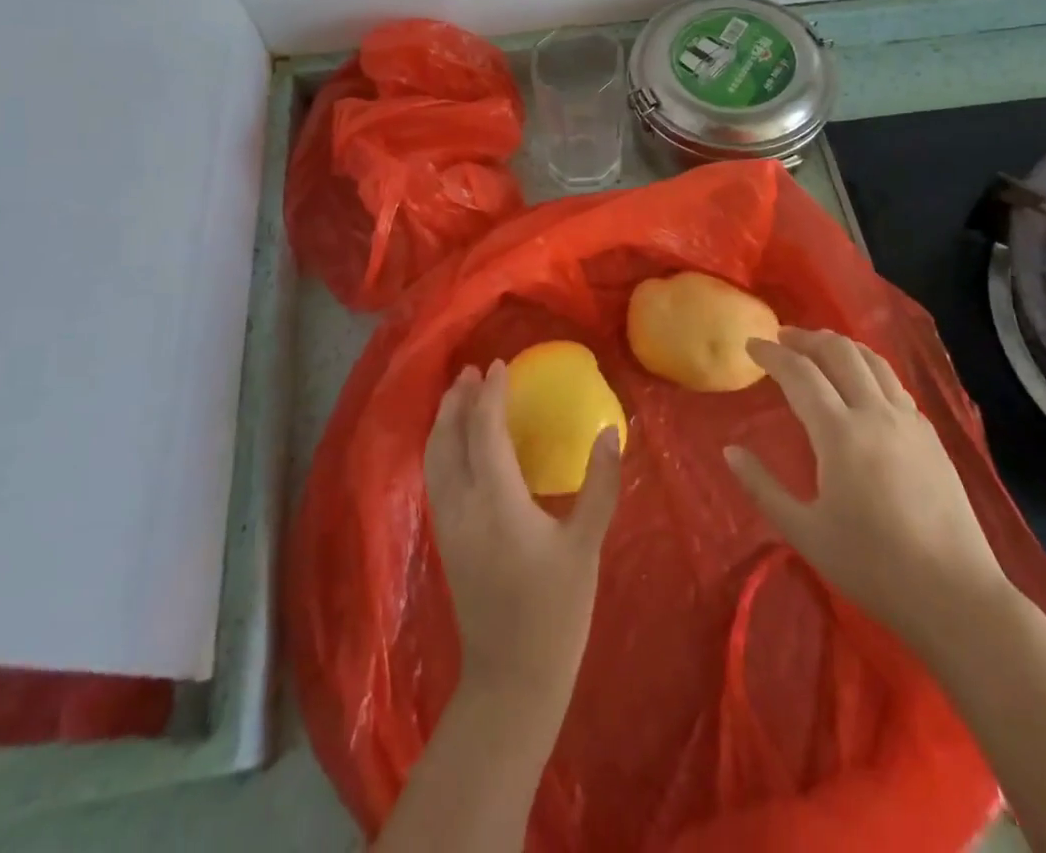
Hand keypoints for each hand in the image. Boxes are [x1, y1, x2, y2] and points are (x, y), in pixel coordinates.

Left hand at [424, 360, 620, 714]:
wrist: (511, 681)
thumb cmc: (555, 611)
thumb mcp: (585, 546)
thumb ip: (599, 485)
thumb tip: (611, 431)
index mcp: (496, 501)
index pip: (484, 432)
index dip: (488, 395)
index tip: (498, 365)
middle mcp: (462, 506)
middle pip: (448, 439)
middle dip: (457, 401)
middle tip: (471, 371)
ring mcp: (448, 525)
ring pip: (434, 458)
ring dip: (444, 422)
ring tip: (458, 396)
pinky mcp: (446, 540)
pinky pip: (436, 477)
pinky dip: (441, 447)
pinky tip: (456, 444)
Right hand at [725, 328, 1011, 644]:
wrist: (956, 595)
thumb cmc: (872, 566)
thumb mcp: (805, 532)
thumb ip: (762, 487)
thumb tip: (730, 451)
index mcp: (840, 433)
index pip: (800, 373)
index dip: (772, 354)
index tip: (751, 344)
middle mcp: (875, 413)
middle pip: (839, 352)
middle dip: (806, 338)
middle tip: (782, 337)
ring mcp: (909, 421)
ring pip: (872, 360)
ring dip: (840, 345)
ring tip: (818, 347)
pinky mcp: (931, 435)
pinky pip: (893, 383)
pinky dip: (868, 368)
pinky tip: (861, 384)